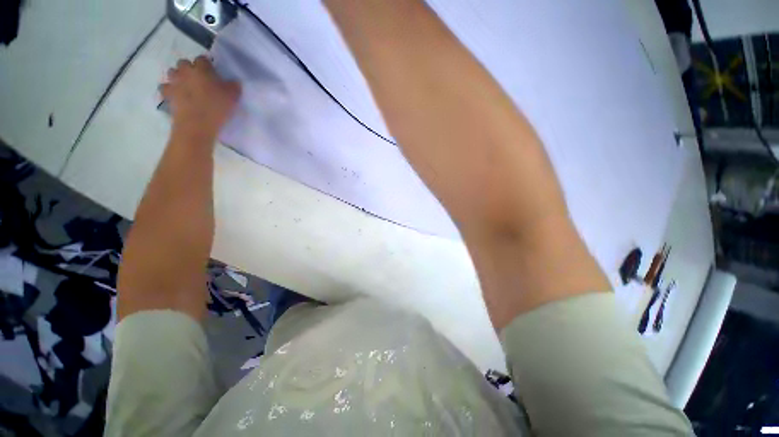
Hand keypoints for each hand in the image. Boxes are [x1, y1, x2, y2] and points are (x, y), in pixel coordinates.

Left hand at [162, 55, 240, 138]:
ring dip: (178, 77)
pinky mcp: (167, 94)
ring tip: (187, 86)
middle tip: (199, 80)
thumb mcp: (233, 98)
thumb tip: (234, 82)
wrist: (197, 124)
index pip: (203, 59)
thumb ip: (234, 86)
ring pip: (172, 72)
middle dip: (190, 69)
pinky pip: (165, 87)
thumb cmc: (216, 108)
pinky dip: (170, 89)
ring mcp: (174, 82)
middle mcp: (185, 71)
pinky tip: (176, 95)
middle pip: (184, 63)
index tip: (214, 74)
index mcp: (201, 69)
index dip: (208, 66)